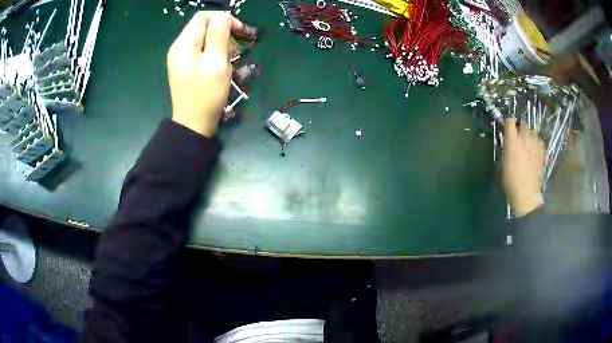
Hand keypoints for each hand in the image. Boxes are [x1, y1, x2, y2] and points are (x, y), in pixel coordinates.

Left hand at [167, 11, 243, 136]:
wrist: (193, 124)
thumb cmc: (206, 94)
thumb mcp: (216, 62)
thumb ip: (219, 35)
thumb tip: (223, 17)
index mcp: (184, 44)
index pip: (203, 17)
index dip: (223, 19)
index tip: (239, 31)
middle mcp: (180, 48)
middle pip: (204, 27)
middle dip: (224, 31)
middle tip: (239, 46)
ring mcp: (182, 58)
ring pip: (204, 39)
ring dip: (222, 43)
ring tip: (233, 57)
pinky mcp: (187, 67)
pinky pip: (202, 51)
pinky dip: (215, 53)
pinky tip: (224, 64)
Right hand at [503, 118, 545, 216]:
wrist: (526, 194)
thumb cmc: (511, 181)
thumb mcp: (503, 163)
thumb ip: (507, 148)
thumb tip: (509, 142)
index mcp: (512, 140)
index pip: (510, 121)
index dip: (509, 123)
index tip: (509, 127)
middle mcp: (525, 138)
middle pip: (523, 124)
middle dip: (521, 129)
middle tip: (519, 138)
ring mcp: (535, 144)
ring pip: (533, 132)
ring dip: (530, 136)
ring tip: (528, 145)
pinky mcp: (543, 152)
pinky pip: (540, 142)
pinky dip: (537, 144)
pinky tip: (535, 153)